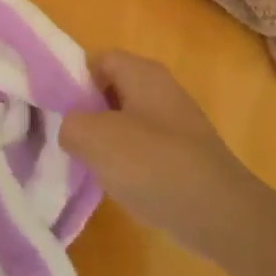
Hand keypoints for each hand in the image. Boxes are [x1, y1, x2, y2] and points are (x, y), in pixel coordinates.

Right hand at [61, 52, 261, 259]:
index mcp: (142, 72)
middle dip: (86, 112)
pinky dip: (129, 163)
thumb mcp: (93, 138)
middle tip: (65, 138)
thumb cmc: (154, 164)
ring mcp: (177, 123)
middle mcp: (161, 89)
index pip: (95, 60)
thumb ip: (69, 124)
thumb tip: (71, 128)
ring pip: (126, 121)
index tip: (53, 109)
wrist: (222, 216)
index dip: (70, 79)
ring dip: (105, 142)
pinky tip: (120, 186)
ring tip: (87, 165)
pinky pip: (145, 149)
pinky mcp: (186, 155)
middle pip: (110, 90)